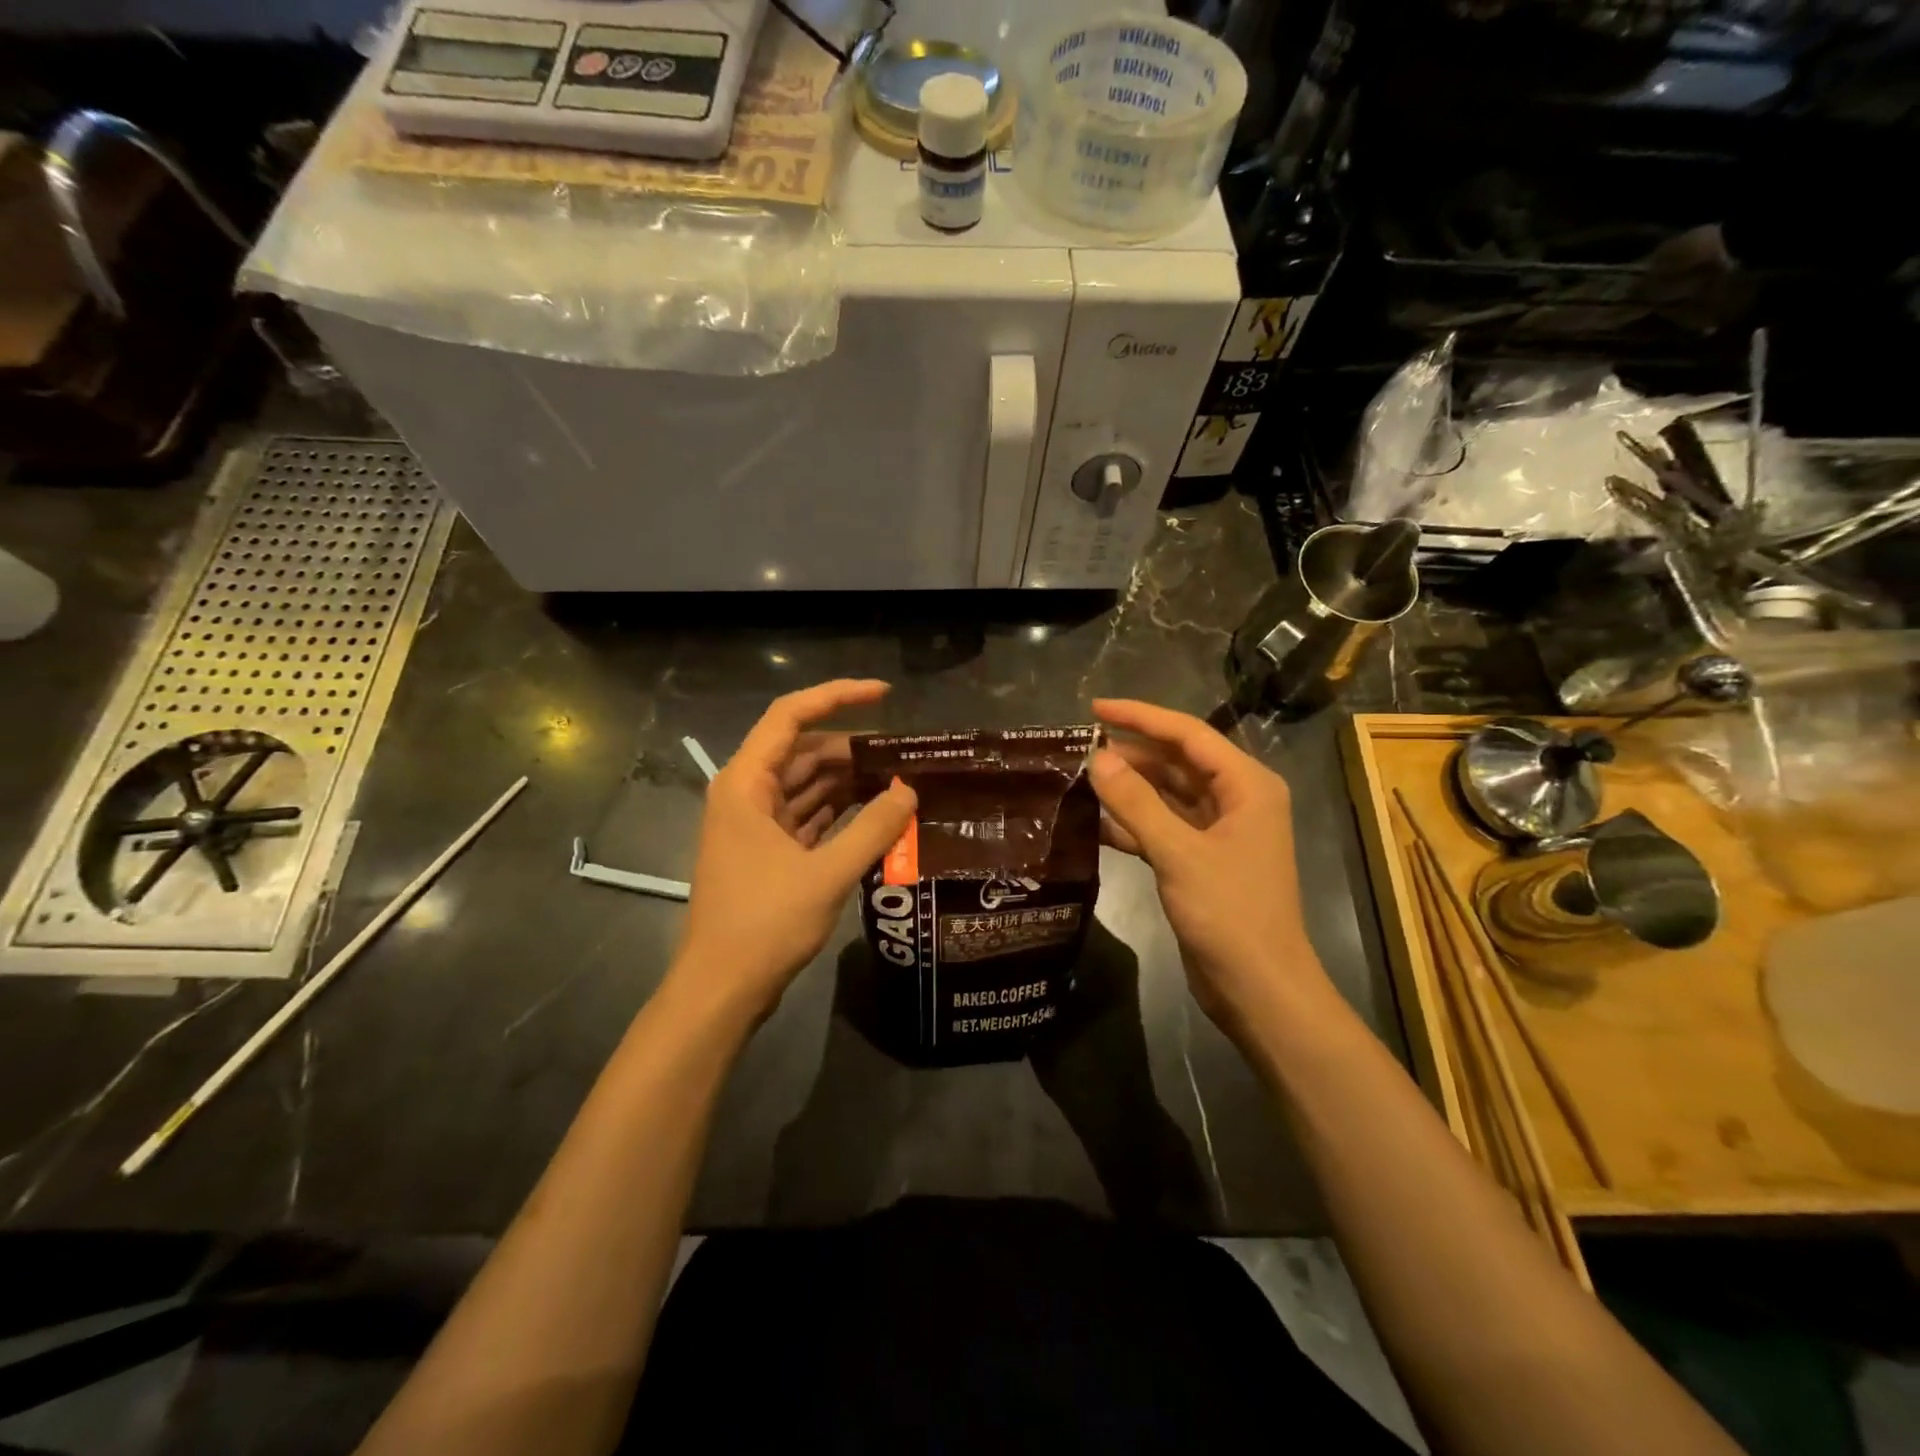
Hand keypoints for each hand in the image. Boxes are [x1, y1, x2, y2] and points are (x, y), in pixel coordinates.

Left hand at [669, 680, 916, 1026]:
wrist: (722, 988)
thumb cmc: (765, 924)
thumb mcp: (827, 873)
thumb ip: (873, 828)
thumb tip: (909, 790)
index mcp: (746, 783)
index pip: (790, 716)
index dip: (837, 697)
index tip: (884, 694)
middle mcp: (746, 794)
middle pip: (803, 750)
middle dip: (853, 749)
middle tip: (906, 755)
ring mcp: (756, 824)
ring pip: (807, 784)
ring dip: (850, 781)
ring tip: (901, 782)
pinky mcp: (767, 851)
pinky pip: (808, 815)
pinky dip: (840, 811)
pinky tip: (877, 815)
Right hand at [1089, 699, 1333, 1040]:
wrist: (1259, 988)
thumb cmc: (1229, 913)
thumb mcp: (1178, 852)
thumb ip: (1135, 802)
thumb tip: (1096, 758)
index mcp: (1247, 785)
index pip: (1188, 734)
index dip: (1140, 717)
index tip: (1094, 709)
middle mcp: (1236, 800)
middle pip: (1177, 762)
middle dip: (1131, 754)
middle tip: (1080, 749)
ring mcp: (1219, 832)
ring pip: (1167, 795)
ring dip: (1128, 789)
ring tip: (1081, 780)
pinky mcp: (1201, 860)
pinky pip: (1162, 827)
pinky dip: (1133, 824)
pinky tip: (1095, 824)